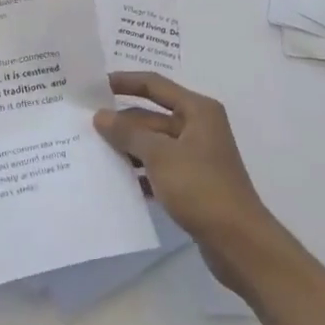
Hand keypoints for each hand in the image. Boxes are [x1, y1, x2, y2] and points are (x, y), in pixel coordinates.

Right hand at [93, 72, 285, 293]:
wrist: (239, 243)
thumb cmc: (201, 188)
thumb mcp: (160, 156)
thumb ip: (129, 133)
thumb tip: (101, 116)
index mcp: (197, 110)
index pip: (155, 85)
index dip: (125, 82)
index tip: (94, 85)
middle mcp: (199, 127)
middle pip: (152, 116)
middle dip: (122, 121)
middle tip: (85, 125)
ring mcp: (196, 156)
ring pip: (154, 144)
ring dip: (128, 148)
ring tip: (93, 152)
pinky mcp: (193, 183)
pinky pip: (160, 168)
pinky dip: (140, 172)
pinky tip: (116, 182)